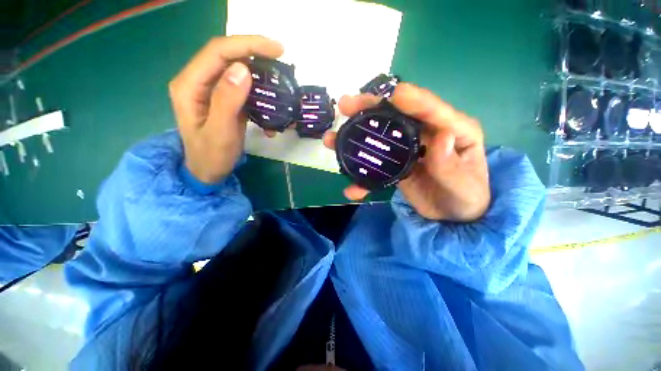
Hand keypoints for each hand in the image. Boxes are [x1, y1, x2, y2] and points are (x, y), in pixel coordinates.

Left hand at [169, 35, 283, 183]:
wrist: (208, 171)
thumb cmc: (211, 156)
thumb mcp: (220, 132)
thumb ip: (227, 100)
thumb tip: (243, 69)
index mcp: (189, 85)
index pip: (217, 52)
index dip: (246, 45)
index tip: (275, 49)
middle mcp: (198, 82)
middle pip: (227, 55)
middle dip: (254, 51)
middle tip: (280, 56)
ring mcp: (211, 90)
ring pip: (236, 69)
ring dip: (258, 69)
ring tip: (278, 75)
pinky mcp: (224, 100)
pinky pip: (241, 86)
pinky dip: (258, 89)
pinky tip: (270, 98)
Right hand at [323, 83, 490, 221]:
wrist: (453, 216)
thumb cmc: (466, 198)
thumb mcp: (464, 186)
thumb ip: (451, 166)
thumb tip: (440, 136)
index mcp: (453, 130)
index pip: (430, 108)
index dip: (409, 98)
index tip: (387, 94)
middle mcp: (427, 134)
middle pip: (396, 116)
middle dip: (370, 109)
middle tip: (345, 106)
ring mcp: (409, 150)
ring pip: (380, 138)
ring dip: (356, 138)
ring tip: (333, 139)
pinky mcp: (396, 165)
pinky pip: (376, 165)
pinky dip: (362, 177)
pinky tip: (351, 188)